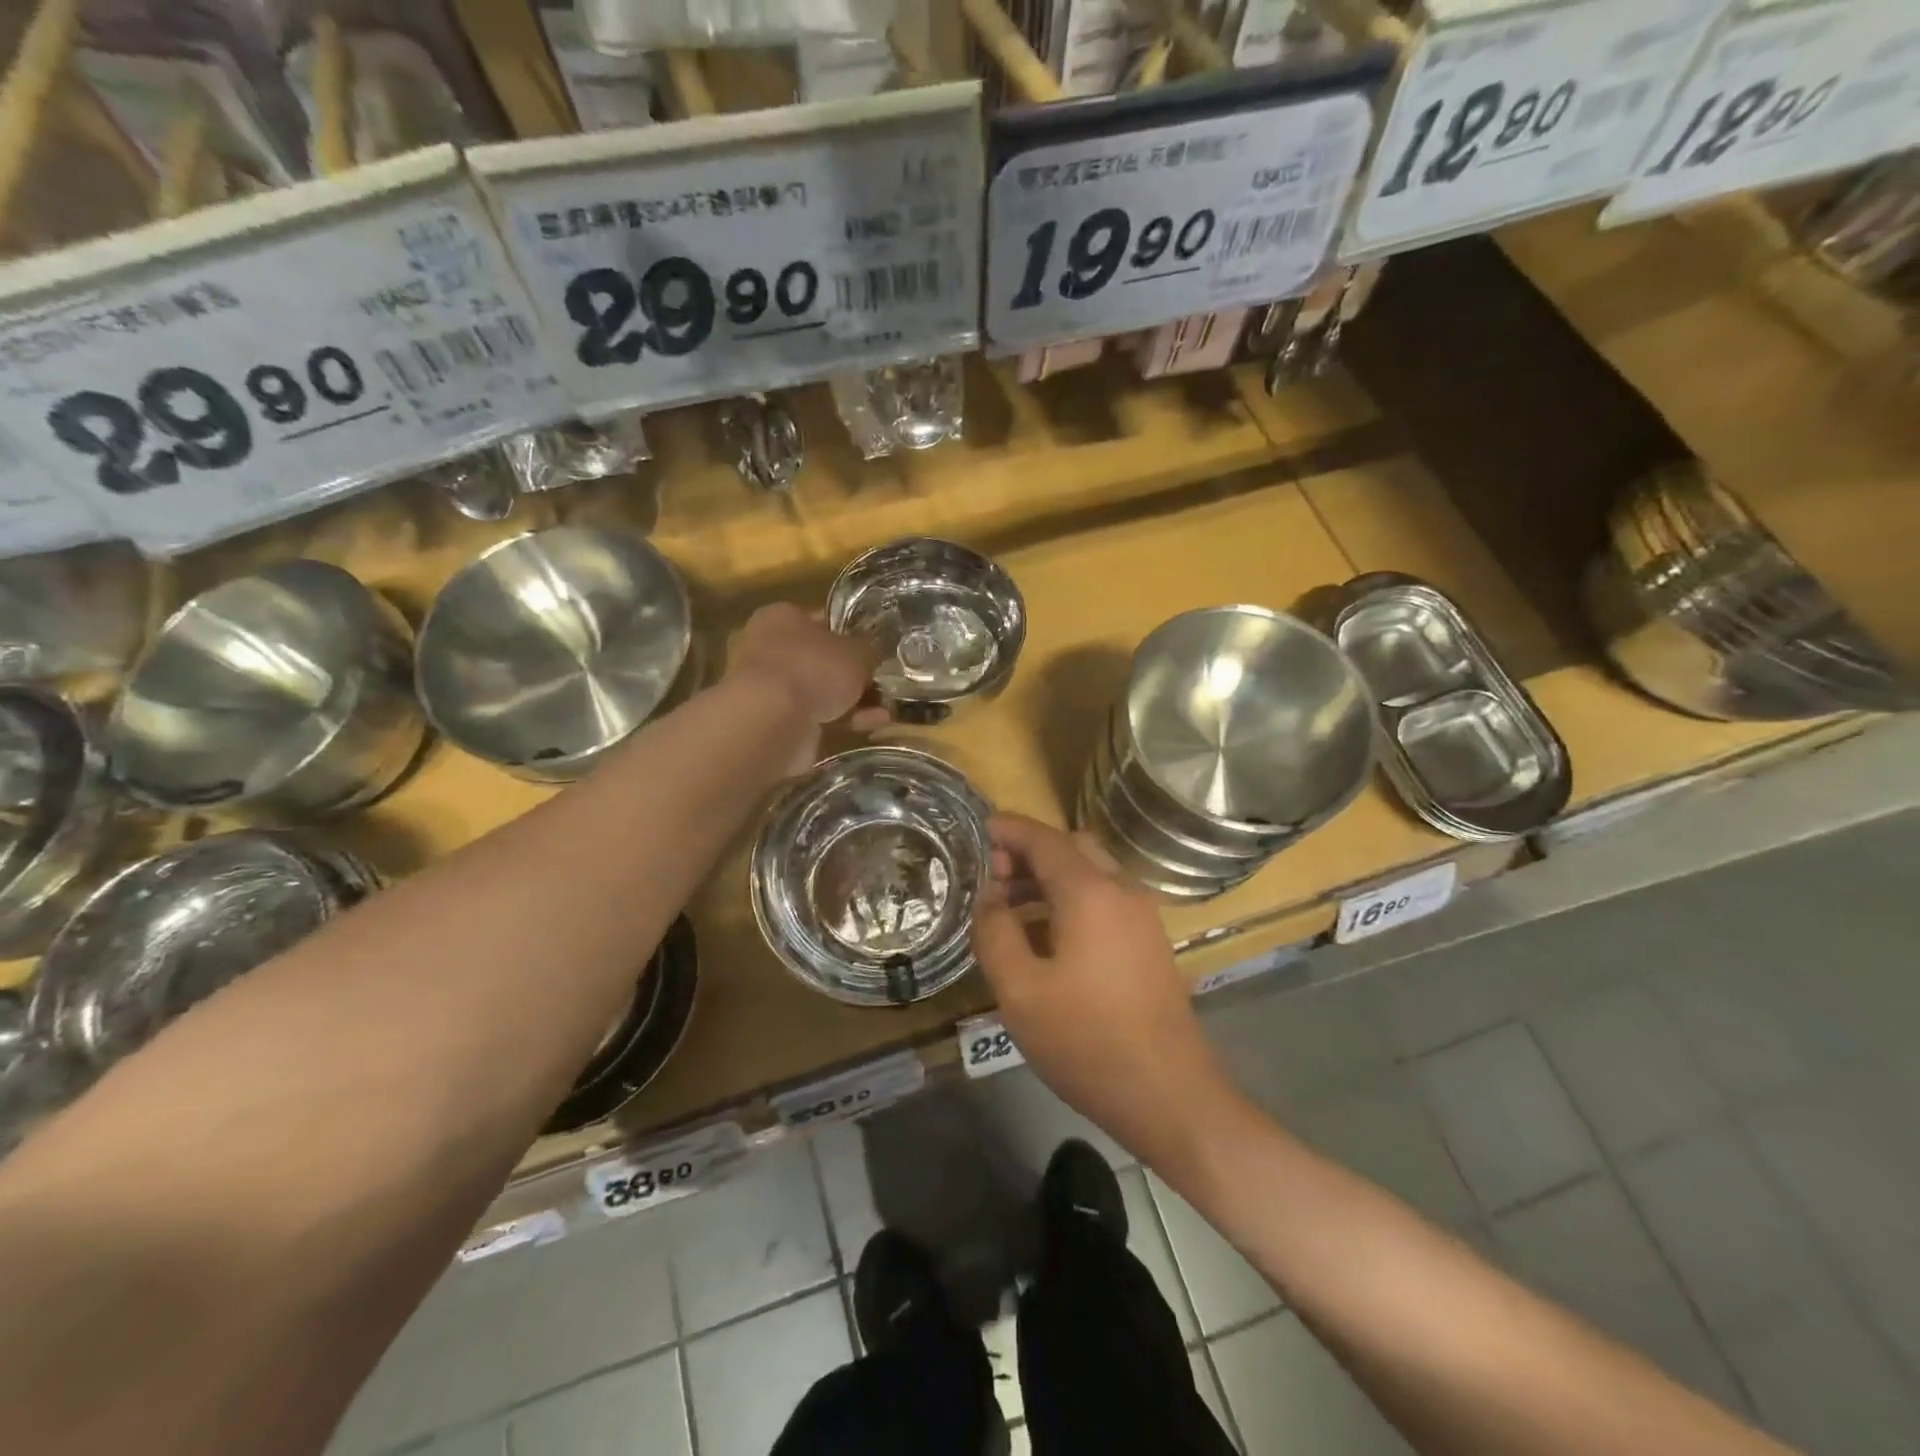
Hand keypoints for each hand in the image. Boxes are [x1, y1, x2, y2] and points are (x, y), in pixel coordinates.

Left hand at [730, 602, 880, 717]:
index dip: (850, 634)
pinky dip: (841, 720)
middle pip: (819, 659)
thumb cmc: (813, 669)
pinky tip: (870, 726)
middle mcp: (768, 648)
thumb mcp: (857, 652)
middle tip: (880, 682)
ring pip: (819, 690)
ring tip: (884, 710)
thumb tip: (873, 654)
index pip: (820, 620)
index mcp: (780, 617)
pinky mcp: (772, 720)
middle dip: (850, 674)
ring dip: (851, 701)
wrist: (772, 721)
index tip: (873, 649)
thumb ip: (868, 650)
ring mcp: (768, 687)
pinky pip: (815, 716)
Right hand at [971, 814, 1231, 1164]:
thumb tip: (989, 897)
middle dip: (1029, 852)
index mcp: (1091, 892)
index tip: (980, 828)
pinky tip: (1046, 934)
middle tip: (991, 874)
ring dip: (1050, 877)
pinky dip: (1071, 898)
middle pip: (1071, 849)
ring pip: (1091, 874)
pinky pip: (1105, 899)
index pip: (1045, 840)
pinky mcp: (1150, 942)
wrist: (1169, 1095)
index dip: (1010, 830)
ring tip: (1009, 905)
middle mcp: (1122, 891)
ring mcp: (1142, 916)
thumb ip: (995, 933)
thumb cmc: (1086, 1041)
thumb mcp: (1020, 991)